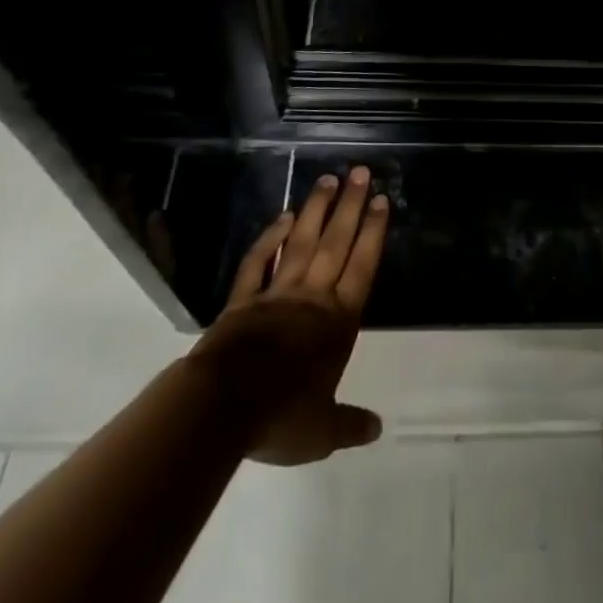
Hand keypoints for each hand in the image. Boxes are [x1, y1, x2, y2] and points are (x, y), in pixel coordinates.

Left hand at [190, 167, 390, 466]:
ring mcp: (276, 293)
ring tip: (328, 179)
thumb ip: (350, 423)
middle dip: (350, 207)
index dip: (373, 233)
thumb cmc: (280, 415)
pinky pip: (259, 262)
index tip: (381, 200)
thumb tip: (377, 429)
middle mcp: (312, 298)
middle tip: (360, 172)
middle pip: (336, 244)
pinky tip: (283, 217)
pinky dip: (270, 239)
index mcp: (337, 322)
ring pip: (301, 243)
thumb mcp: (322, 431)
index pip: (362, 267)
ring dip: (316, 210)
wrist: (222, 407)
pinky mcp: (243, 299)